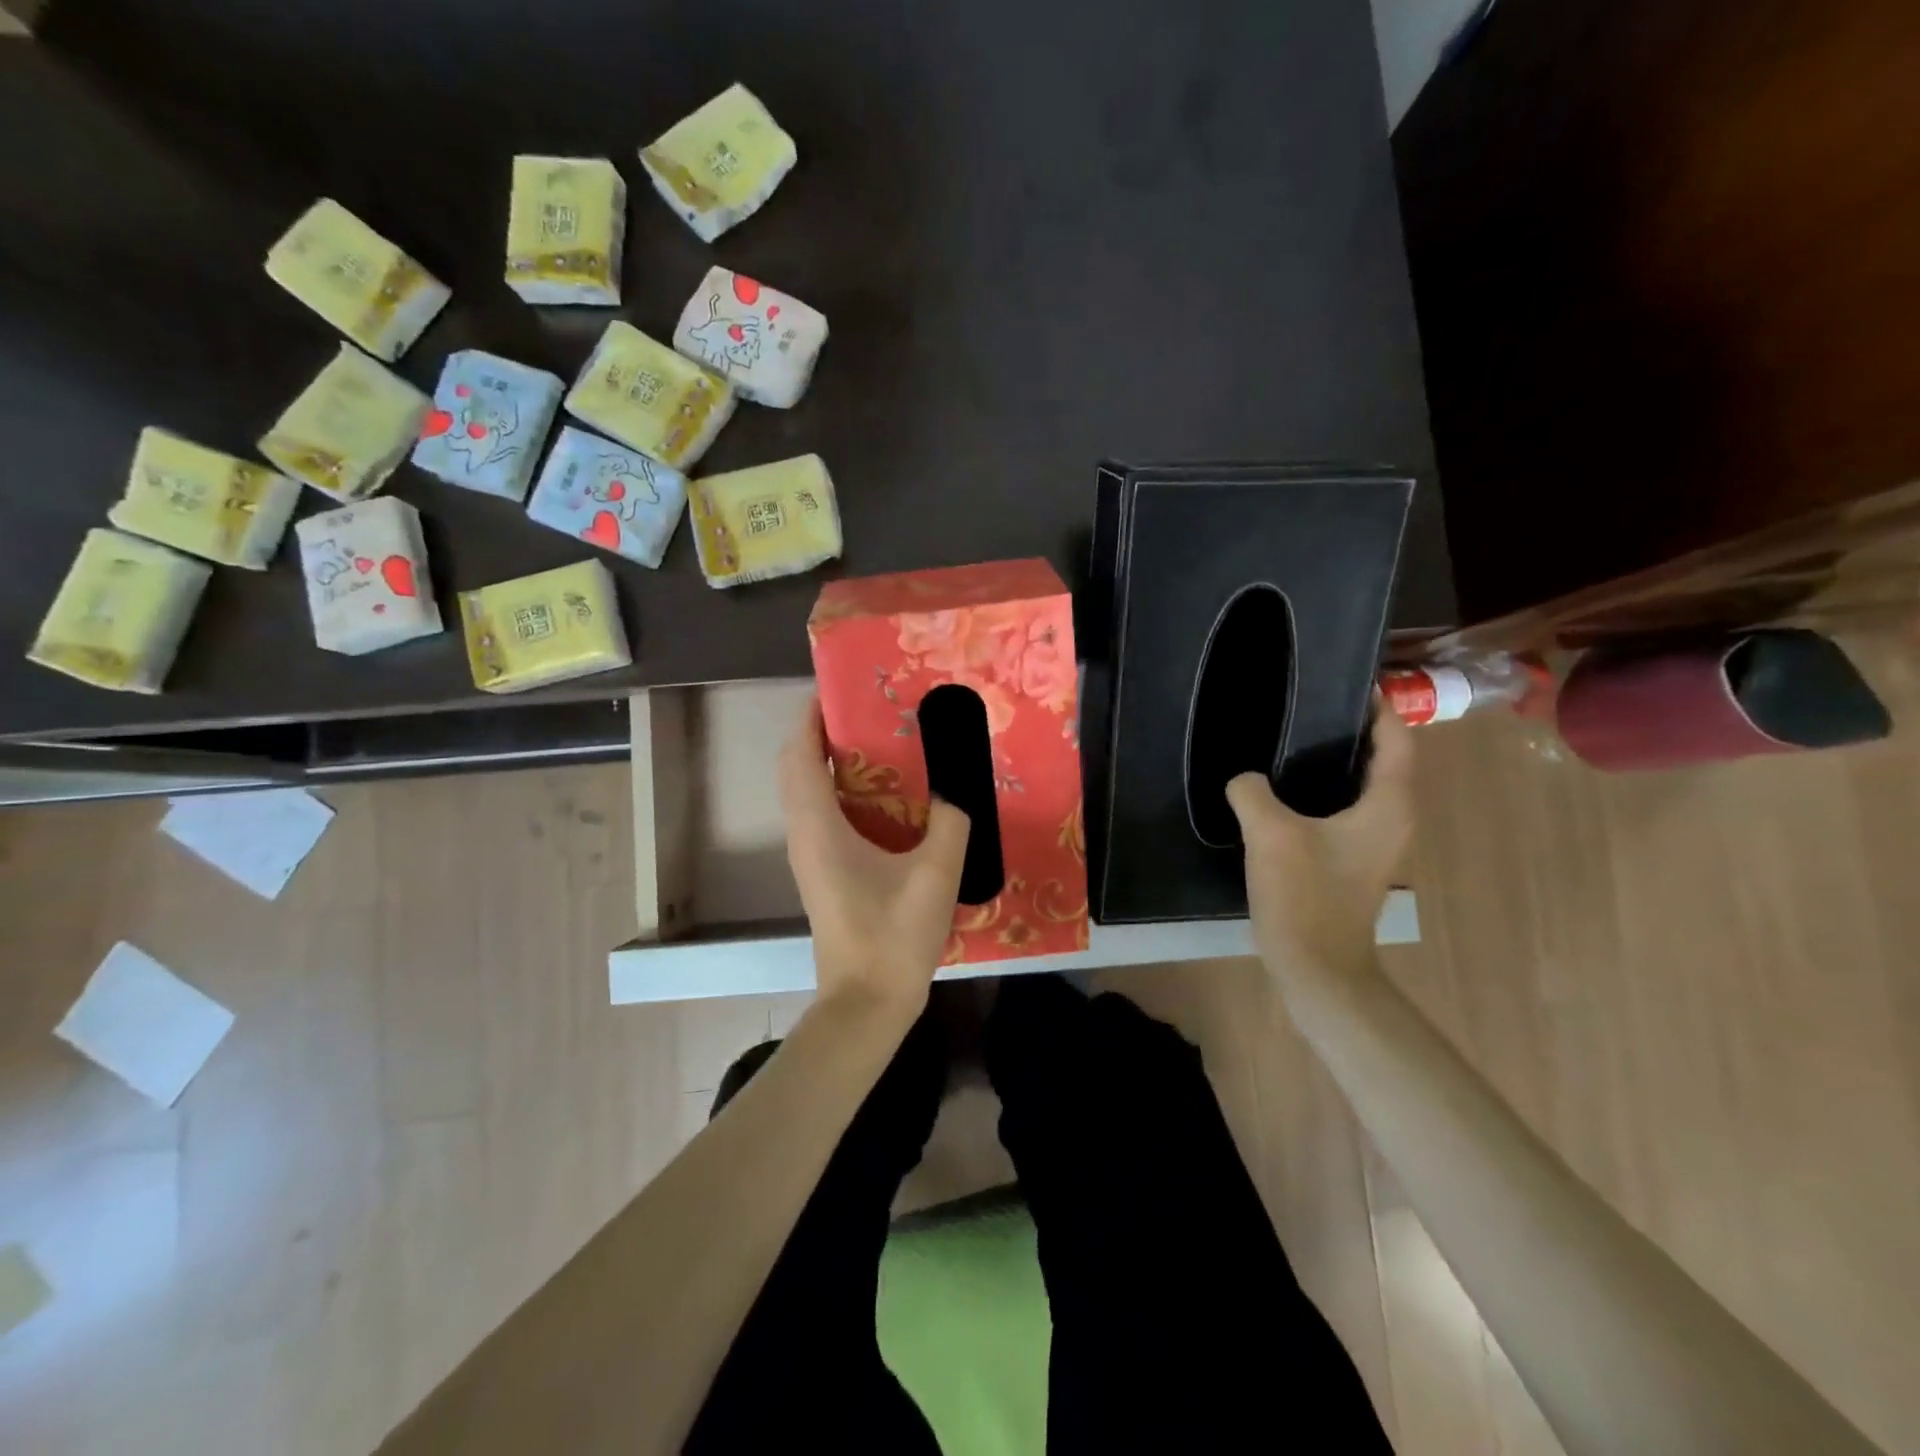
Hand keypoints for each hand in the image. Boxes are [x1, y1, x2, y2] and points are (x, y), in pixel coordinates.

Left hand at [780, 696, 970, 1026]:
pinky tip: (887, 796)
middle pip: (798, 768)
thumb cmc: (893, 937)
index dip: (811, 717)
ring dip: (832, 762)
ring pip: (809, 793)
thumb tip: (958, 787)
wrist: (866, 1004)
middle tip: (869, 712)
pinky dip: (843, 792)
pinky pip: (823, 815)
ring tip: (879, 742)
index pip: (800, 755)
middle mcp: (805, 835)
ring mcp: (811, 857)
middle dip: (823, 733)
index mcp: (819, 827)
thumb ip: (951, 821)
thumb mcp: (936, 874)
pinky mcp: (823, 874)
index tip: (840, 688)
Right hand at [1226, 698, 1414, 982]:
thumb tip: (1244, 778)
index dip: (1378, 707)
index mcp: (1388, 804)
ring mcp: (1375, 842)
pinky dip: (1324, 788)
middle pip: (1382, 758)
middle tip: (1306, 705)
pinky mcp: (1353, 859)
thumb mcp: (1270, 833)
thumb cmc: (1305, 895)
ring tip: (1290, 738)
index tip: (1348, 681)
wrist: (1316, 966)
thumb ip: (1252, 791)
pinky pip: (1345, 808)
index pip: (1397, 739)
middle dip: (1351, 728)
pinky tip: (1284, 789)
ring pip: (1361, 784)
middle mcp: (1393, 818)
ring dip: (1335, 760)